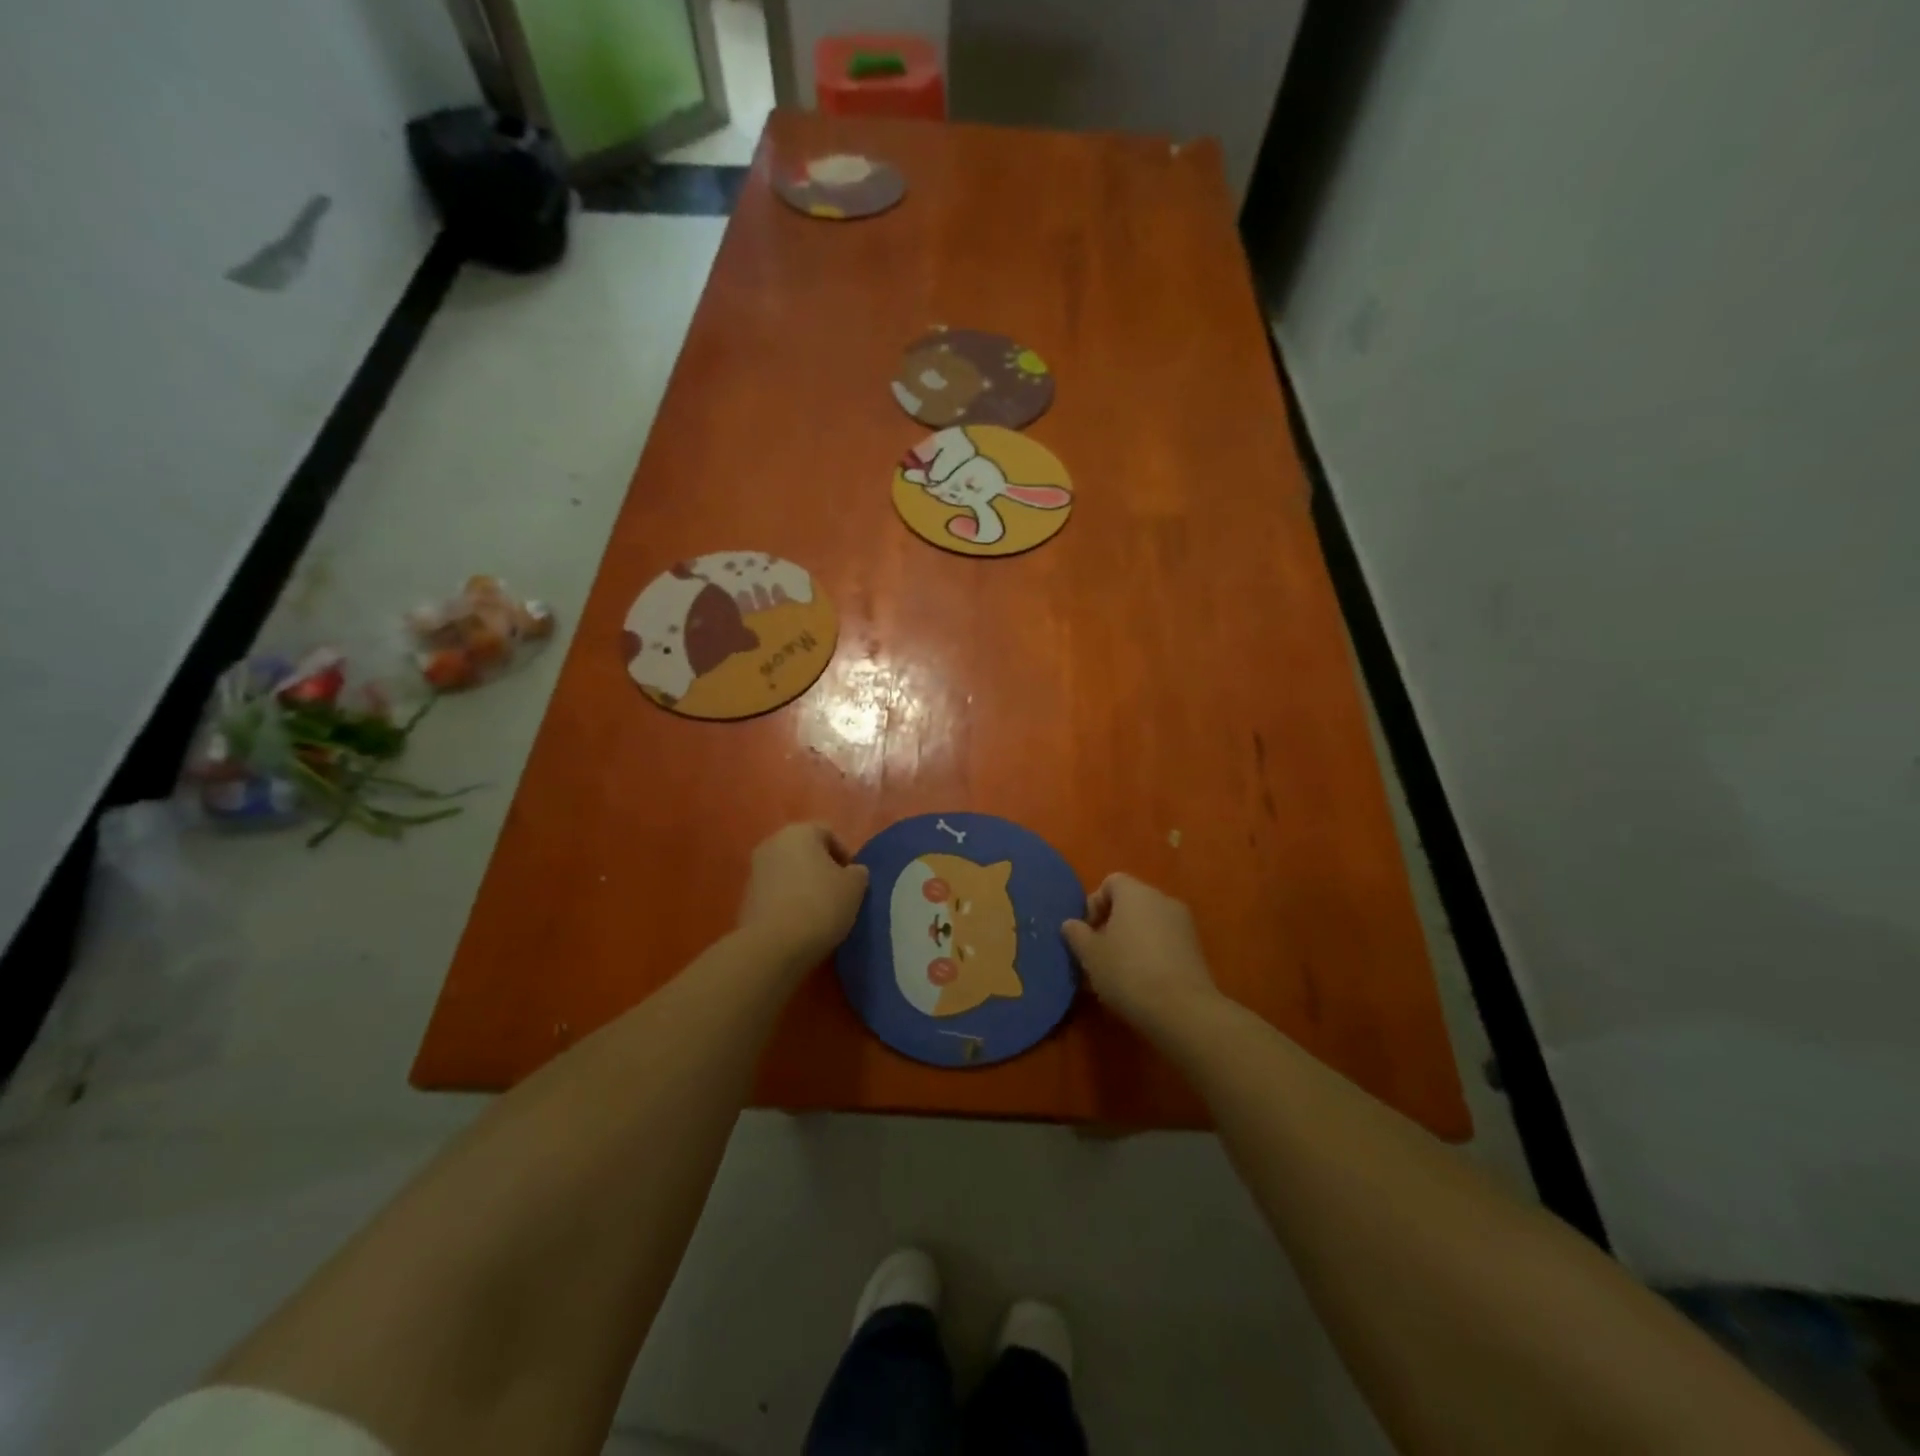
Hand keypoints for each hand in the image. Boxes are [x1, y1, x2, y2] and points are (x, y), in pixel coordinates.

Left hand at [737, 823, 869, 970]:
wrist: (773, 946)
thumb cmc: (820, 905)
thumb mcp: (855, 887)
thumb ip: (857, 873)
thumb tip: (852, 872)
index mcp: (799, 832)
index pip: (828, 832)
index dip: (845, 854)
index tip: (853, 879)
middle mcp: (772, 844)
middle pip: (805, 851)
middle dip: (822, 868)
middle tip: (839, 892)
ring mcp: (754, 871)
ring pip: (788, 872)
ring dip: (804, 885)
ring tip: (820, 911)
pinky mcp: (745, 898)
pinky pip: (775, 893)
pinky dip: (788, 901)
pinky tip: (800, 923)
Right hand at [1063, 873, 1219, 1028]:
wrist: (1182, 1010)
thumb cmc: (1128, 973)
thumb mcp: (1090, 955)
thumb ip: (1077, 934)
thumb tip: (1071, 924)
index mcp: (1135, 893)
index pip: (1110, 882)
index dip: (1094, 904)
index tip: (1086, 932)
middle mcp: (1162, 899)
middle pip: (1131, 903)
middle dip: (1112, 924)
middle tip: (1099, 954)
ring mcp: (1184, 924)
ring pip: (1149, 924)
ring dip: (1132, 940)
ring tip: (1119, 972)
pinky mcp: (1197, 949)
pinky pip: (1165, 942)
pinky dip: (1152, 954)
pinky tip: (1142, 982)